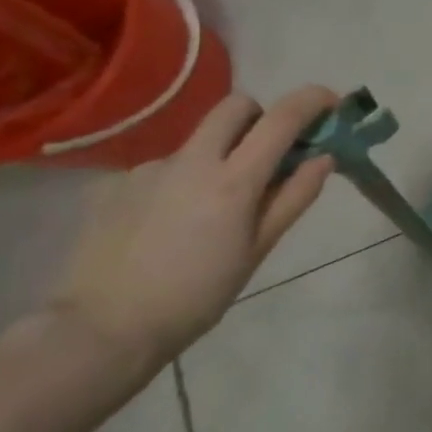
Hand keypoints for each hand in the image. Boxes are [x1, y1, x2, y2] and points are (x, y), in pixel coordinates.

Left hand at [49, 86, 337, 381]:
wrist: (100, 331)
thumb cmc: (196, 296)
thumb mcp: (257, 250)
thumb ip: (294, 198)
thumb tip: (324, 158)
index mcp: (233, 180)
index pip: (282, 118)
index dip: (312, 100)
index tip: (331, 103)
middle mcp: (190, 161)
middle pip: (234, 106)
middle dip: (260, 116)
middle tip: (268, 152)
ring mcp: (148, 170)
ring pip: (198, 142)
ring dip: (217, 157)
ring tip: (209, 210)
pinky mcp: (115, 185)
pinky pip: (164, 170)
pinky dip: (180, 183)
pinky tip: (169, 224)